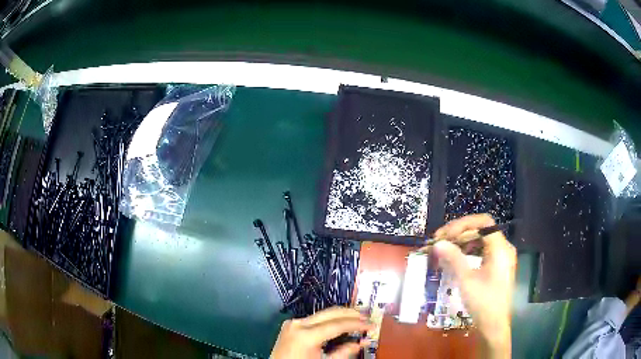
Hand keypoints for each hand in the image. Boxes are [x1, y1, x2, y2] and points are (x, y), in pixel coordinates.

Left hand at [270, 307, 372, 358]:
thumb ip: (344, 352)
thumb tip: (362, 342)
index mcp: (306, 335)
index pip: (338, 324)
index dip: (358, 324)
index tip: (372, 325)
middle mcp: (298, 324)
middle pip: (331, 313)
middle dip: (351, 313)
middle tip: (368, 317)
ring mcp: (292, 323)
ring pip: (323, 313)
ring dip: (341, 315)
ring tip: (357, 318)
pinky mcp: (290, 325)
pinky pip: (314, 319)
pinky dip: (329, 320)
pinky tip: (340, 323)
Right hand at [433, 214, 515, 358]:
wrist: (494, 326)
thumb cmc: (483, 303)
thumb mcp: (466, 281)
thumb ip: (453, 259)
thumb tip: (437, 243)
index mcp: (501, 249)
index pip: (483, 223)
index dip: (462, 225)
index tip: (444, 235)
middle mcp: (504, 248)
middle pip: (482, 229)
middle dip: (460, 233)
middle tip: (440, 241)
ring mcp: (502, 257)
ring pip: (481, 240)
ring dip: (463, 241)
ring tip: (445, 249)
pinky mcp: (498, 266)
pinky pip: (483, 251)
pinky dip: (469, 251)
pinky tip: (457, 258)